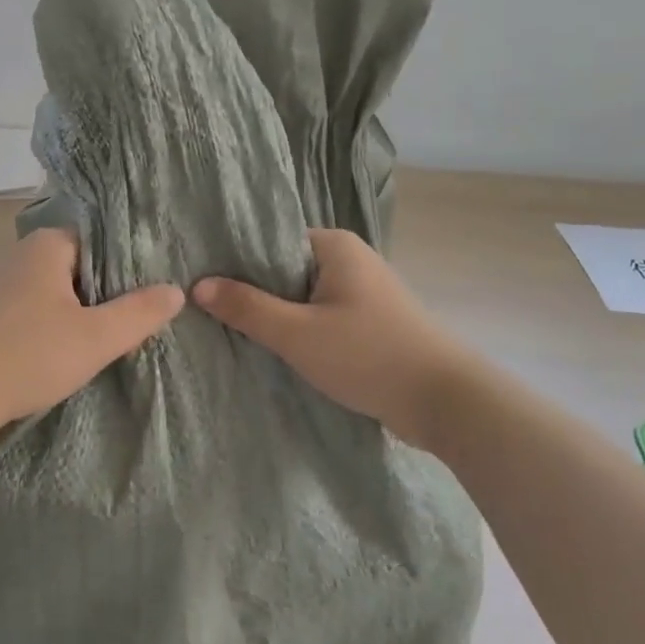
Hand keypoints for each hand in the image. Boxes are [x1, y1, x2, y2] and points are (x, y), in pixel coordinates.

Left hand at [0, 227, 183, 446]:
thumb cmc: (31, 355)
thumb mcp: (97, 337)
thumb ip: (139, 312)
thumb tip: (177, 290)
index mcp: (47, 245)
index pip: (101, 239)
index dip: (130, 263)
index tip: (155, 286)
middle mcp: (23, 256)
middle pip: (82, 266)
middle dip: (110, 290)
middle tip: (143, 314)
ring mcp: (4, 287)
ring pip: (61, 291)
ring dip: (85, 311)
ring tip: (118, 333)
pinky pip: (40, 310)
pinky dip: (61, 324)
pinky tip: (75, 349)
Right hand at [194, 228, 460, 445]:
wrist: (447, 402)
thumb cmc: (368, 356)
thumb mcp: (297, 333)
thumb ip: (247, 307)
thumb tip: (197, 285)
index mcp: (333, 245)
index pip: (269, 241)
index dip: (235, 262)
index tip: (202, 282)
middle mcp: (349, 259)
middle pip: (283, 270)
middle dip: (252, 292)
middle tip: (208, 311)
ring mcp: (362, 292)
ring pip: (302, 297)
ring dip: (276, 316)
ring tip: (233, 331)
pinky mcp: (370, 323)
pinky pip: (321, 317)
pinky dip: (299, 331)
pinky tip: (274, 349)